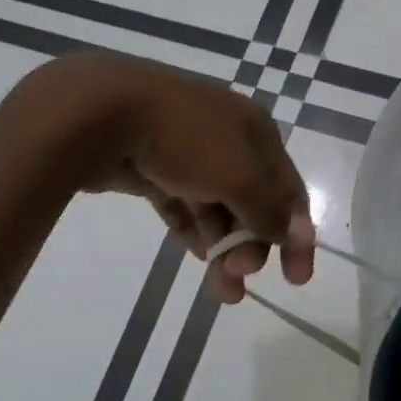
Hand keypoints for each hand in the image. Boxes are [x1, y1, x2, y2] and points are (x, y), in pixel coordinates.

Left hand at [37, 55, 315, 304]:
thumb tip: (291, 234)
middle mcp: (227, 138)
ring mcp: (187, 151)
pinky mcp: (153, 166)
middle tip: (239, 277)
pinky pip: (183, 204)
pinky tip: (199, 258)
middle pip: (253, 202)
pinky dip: (194, 231)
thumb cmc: (184, 140)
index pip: (289, 190)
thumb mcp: (241, 176)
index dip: (298, 235)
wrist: (102, 111)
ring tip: (221, 289)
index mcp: (256, 131)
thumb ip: (269, 210)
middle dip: (253, 245)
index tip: (297, 279)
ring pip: (216, 207)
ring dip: (224, 247)